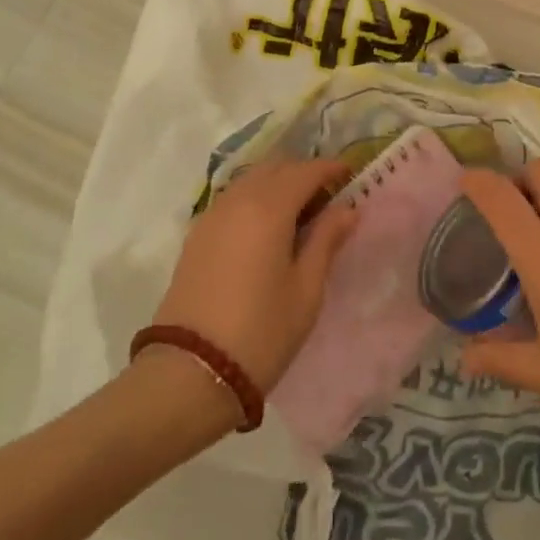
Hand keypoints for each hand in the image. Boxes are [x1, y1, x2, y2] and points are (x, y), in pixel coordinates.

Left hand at [151, 158, 357, 392]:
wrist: (190, 372)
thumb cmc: (261, 332)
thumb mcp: (306, 289)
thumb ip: (326, 241)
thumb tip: (347, 209)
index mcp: (269, 208)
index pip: (305, 171)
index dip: (330, 168)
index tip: (349, 175)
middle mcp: (237, 200)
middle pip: (275, 167)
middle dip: (302, 172)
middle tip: (326, 197)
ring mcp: (211, 216)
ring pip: (250, 180)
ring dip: (276, 183)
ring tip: (298, 213)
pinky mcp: (196, 236)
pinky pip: (232, 199)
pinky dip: (254, 198)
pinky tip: (266, 228)